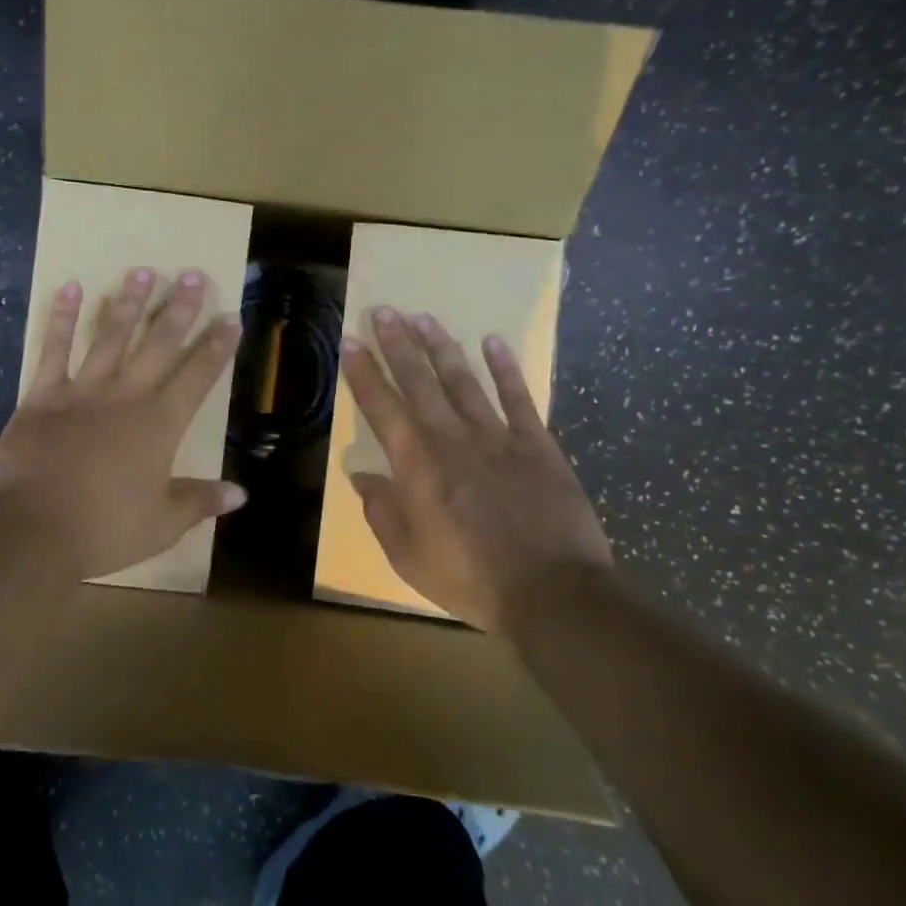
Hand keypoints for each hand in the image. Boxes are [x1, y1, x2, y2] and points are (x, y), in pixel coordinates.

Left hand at [0, 268, 246, 578]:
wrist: (30, 531)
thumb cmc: (102, 530)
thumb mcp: (161, 524)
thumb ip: (200, 502)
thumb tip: (241, 493)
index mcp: (159, 425)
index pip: (197, 377)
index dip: (216, 347)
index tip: (230, 317)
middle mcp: (125, 397)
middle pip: (158, 345)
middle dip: (178, 310)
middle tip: (191, 275)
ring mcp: (82, 391)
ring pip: (110, 337)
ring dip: (127, 303)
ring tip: (142, 271)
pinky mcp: (42, 396)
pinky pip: (54, 350)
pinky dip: (62, 319)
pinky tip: (70, 288)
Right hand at [338, 308, 611, 631]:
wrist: (554, 594)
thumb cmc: (472, 580)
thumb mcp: (409, 557)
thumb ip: (382, 512)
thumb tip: (360, 476)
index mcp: (418, 466)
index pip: (383, 409)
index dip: (364, 374)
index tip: (351, 342)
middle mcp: (453, 440)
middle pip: (420, 383)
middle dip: (398, 345)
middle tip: (384, 311)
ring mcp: (498, 438)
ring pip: (464, 381)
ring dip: (442, 348)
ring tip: (424, 317)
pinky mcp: (538, 445)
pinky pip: (519, 398)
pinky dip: (506, 369)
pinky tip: (493, 342)